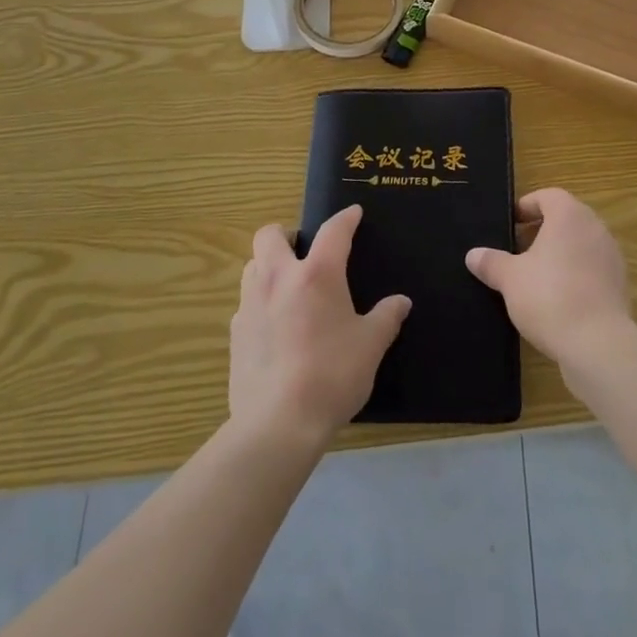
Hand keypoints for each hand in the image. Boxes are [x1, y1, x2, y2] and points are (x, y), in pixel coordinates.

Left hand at [229, 205, 410, 450]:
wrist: (278, 424)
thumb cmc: (332, 375)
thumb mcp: (370, 346)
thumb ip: (386, 318)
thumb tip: (401, 302)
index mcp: (317, 274)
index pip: (333, 231)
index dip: (345, 219)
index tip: (354, 213)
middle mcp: (278, 278)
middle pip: (270, 235)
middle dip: (286, 234)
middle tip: (304, 250)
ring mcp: (251, 304)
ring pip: (252, 265)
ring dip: (268, 266)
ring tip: (288, 286)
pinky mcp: (235, 333)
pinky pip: (246, 303)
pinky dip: (260, 303)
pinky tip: (275, 327)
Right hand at [465, 188, 633, 365]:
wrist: (598, 345)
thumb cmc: (549, 297)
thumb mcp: (510, 279)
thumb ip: (491, 262)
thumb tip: (473, 255)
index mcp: (569, 216)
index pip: (548, 196)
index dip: (527, 206)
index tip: (510, 224)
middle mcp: (595, 228)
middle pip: (566, 219)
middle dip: (541, 231)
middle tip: (517, 250)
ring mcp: (611, 257)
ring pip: (580, 245)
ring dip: (559, 254)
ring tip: (534, 277)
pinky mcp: (619, 285)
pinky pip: (592, 270)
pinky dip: (575, 276)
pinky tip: (556, 300)